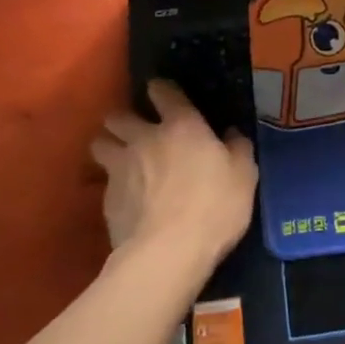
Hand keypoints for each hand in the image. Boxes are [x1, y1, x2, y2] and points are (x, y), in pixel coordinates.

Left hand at [92, 81, 257, 274]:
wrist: (167, 254)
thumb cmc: (213, 207)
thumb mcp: (244, 175)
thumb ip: (238, 148)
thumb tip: (232, 133)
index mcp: (181, 125)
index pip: (163, 92)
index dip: (161, 89)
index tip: (161, 93)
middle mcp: (144, 138)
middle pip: (119, 116)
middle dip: (124, 119)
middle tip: (135, 130)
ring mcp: (120, 168)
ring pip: (100, 144)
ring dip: (108, 146)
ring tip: (119, 158)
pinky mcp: (105, 200)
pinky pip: (103, 181)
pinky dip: (112, 184)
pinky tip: (124, 198)